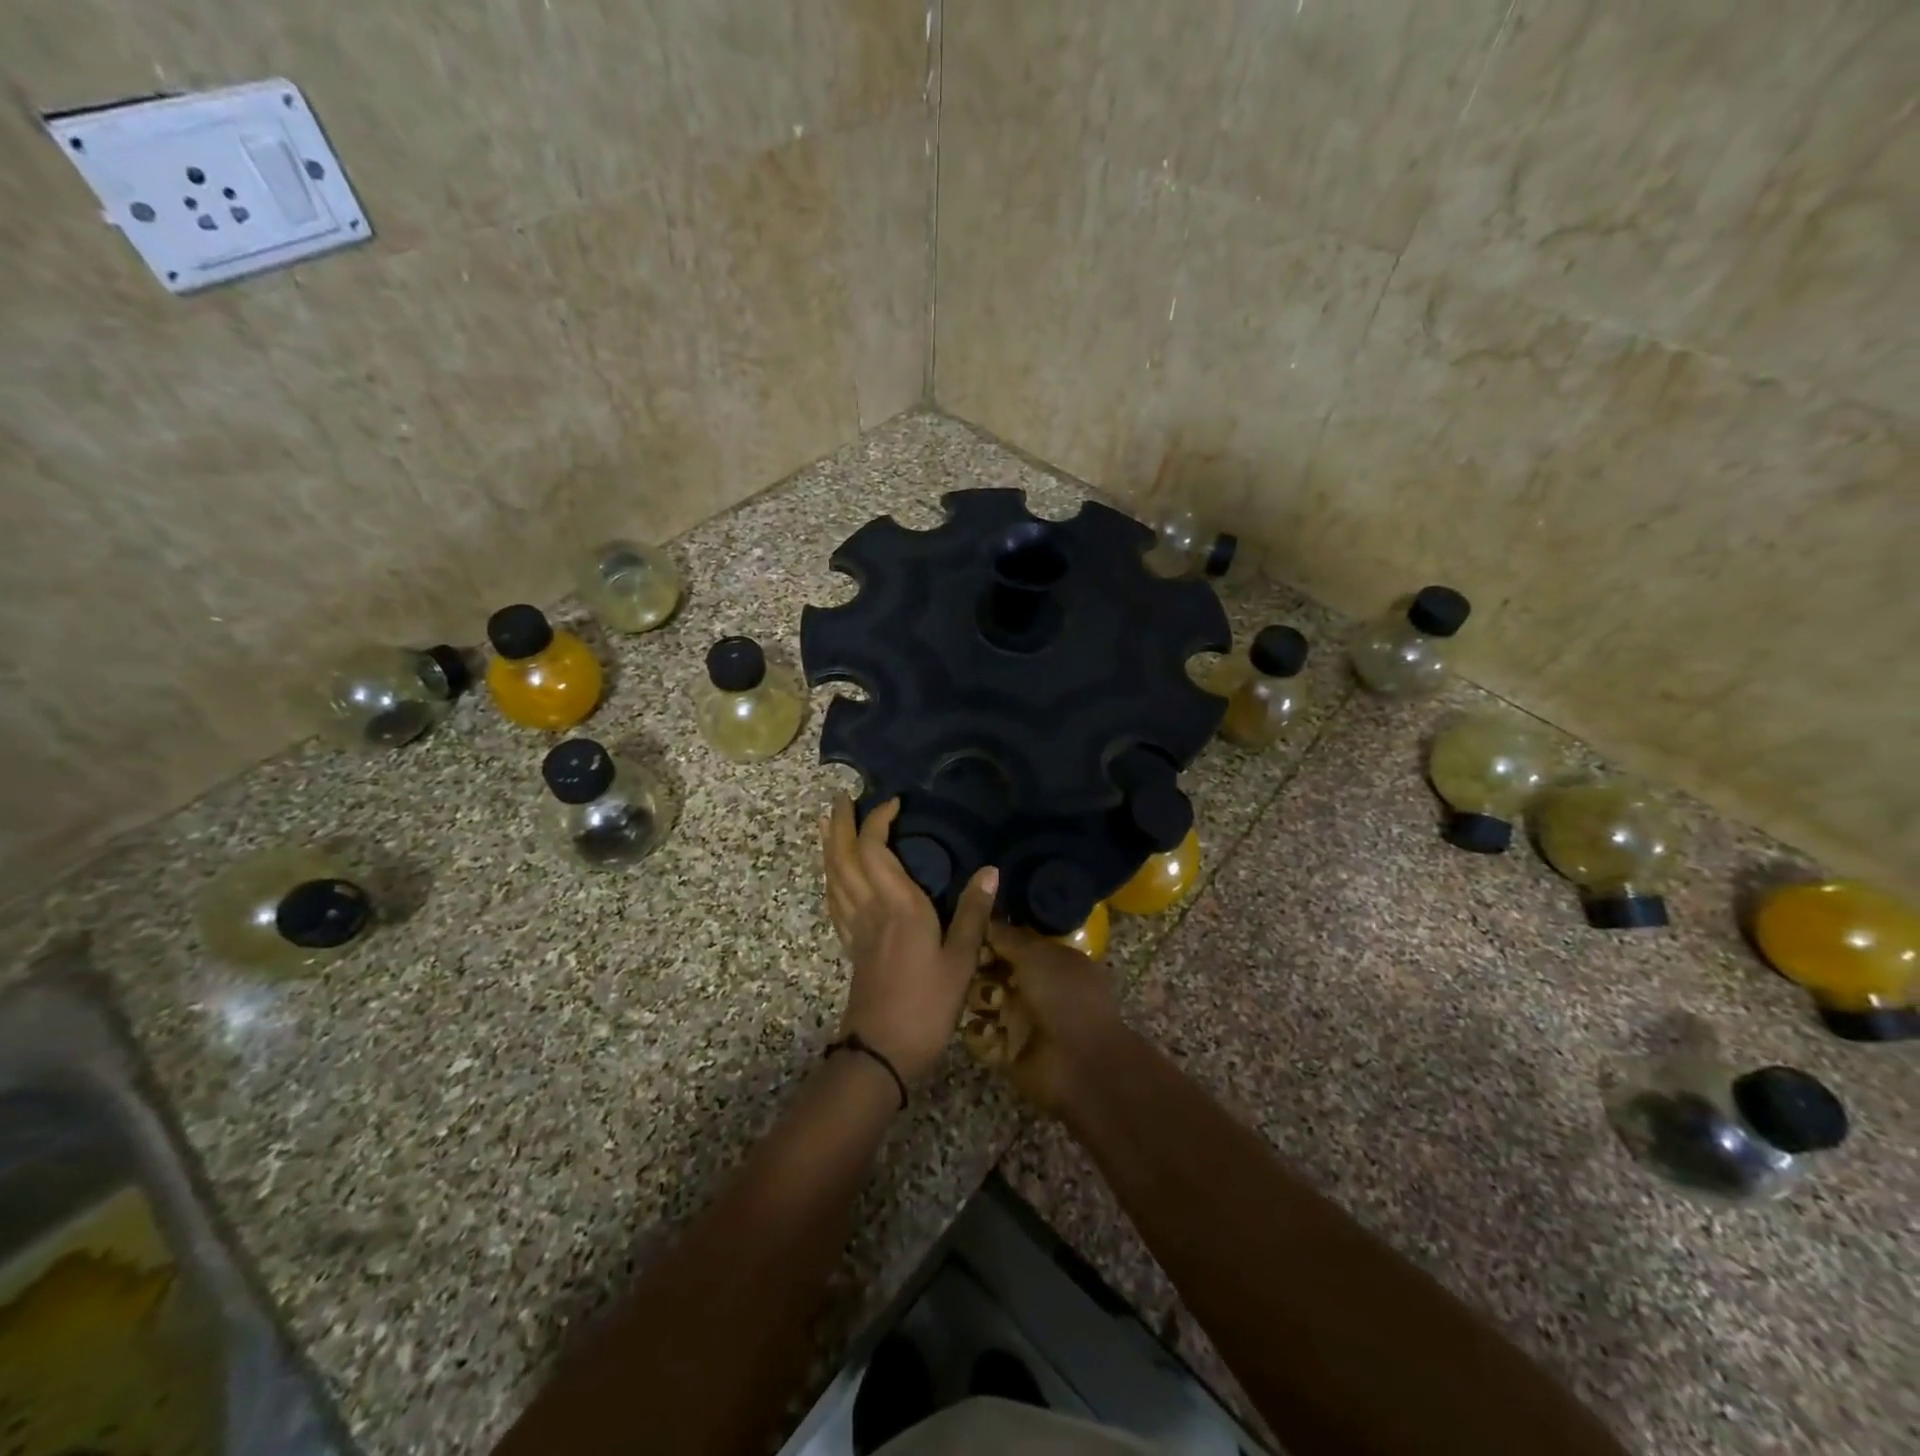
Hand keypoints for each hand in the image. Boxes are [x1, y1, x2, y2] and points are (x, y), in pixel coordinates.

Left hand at [822, 796, 997, 1084]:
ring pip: (833, 876)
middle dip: (841, 825)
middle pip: (844, 857)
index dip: (877, 821)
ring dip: (830, 846)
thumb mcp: (961, 960)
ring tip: (830, 824)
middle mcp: (870, 908)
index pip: (876, 850)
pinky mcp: (851, 946)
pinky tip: (835, 876)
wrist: (881, 1052)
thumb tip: (991, 870)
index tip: (893, 802)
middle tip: (842, 798)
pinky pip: (834, 900)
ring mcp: (855, 928)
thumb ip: (973, 913)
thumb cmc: (926, 1004)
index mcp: (898, 905)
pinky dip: (831, 877)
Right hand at [982, 922, 1130, 1118]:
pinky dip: (980, 1034)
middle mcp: (1034, 988)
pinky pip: (979, 1035)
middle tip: (974, 968)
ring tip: (990, 1005)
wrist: (1081, 1064)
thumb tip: (985, 916)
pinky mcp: (1005, 1051)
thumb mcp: (1038, 956)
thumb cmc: (1064, 998)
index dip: (991, 935)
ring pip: (981, 1000)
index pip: (1012, 942)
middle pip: (992, 969)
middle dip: (978, 967)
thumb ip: (1008, 936)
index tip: (970, 930)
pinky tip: (990, 1033)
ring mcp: (1019, 1020)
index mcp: (1050, 961)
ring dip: (979, 999)